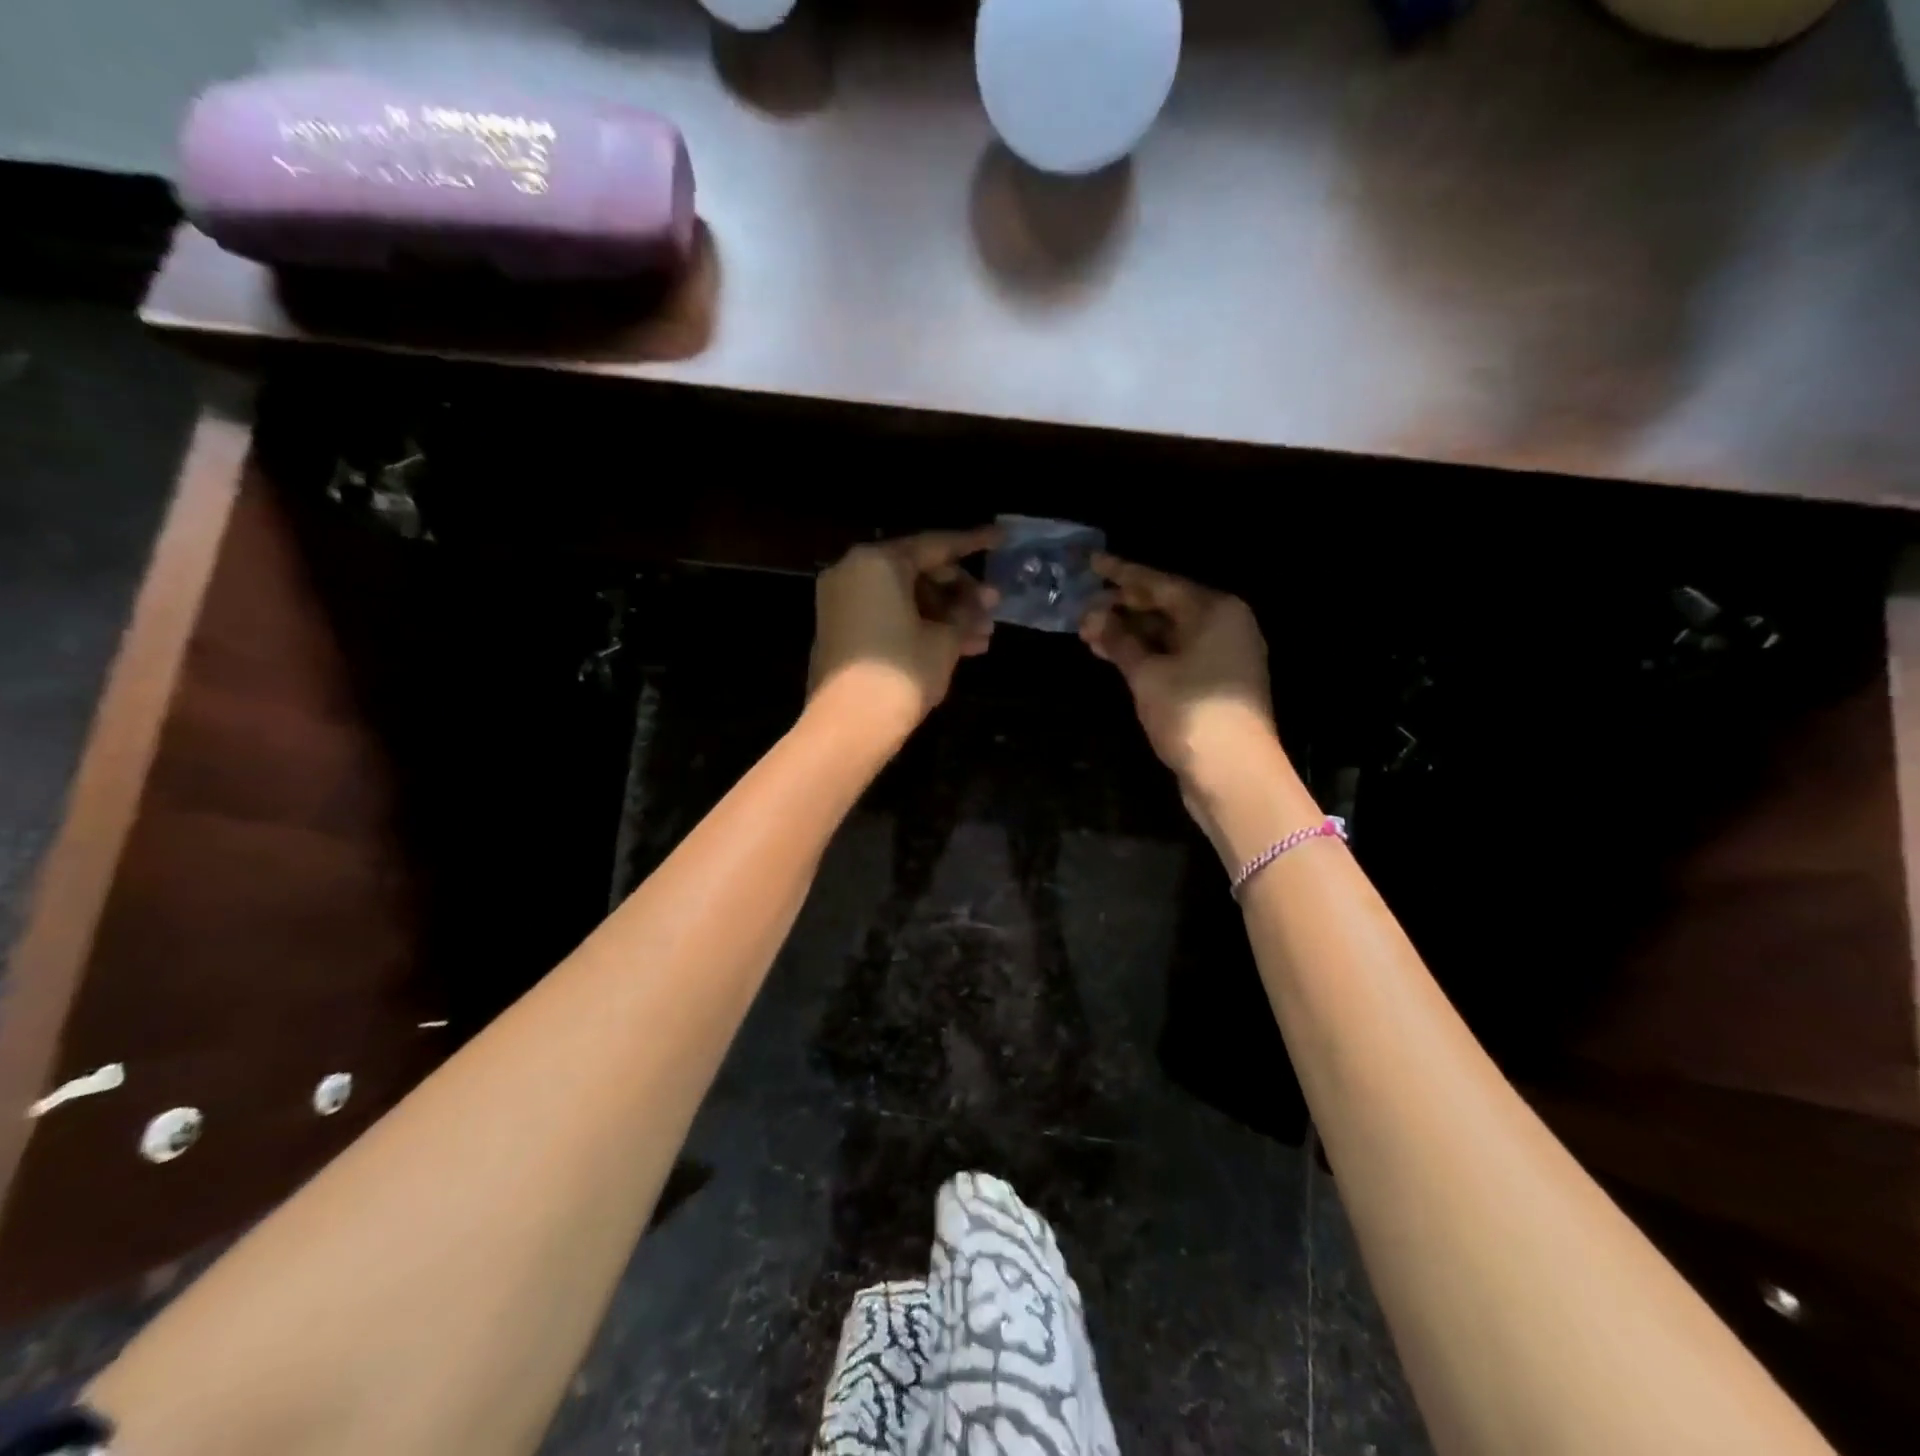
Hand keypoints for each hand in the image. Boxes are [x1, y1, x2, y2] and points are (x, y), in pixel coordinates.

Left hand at [807, 528, 1000, 740]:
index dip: (974, 543)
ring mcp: (843, 601)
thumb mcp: (944, 641)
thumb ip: (966, 613)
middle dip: (959, 592)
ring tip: (982, 637)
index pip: (936, 545)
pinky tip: (956, 646)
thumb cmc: (902, 673)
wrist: (849, 725)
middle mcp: (854, 571)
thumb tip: (984, 601)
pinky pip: (887, 614)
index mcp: (878, 562)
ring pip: (905, 597)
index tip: (1001, 538)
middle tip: (993, 609)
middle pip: (918, 571)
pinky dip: (918, 625)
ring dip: (944, 614)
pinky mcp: (841, 629)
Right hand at [1079, 554, 1276, 783]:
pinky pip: (1175, 655)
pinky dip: (1146, 653)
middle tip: (1083, 606)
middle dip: (1123, 607)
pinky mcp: (1214, 682)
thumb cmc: (1190, 713)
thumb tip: (1092, 617)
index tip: (1092, 565)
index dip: (1122, 575)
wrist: (1234, 773)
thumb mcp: (1147, 674)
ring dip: (1131, 633)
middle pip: (1166, 606)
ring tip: (1089, 632)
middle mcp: (1224, 625)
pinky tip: (1115, 654)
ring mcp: (1222, 655)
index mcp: (1215, 610)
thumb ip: (1119, 640)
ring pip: (1169, 633)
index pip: (1160, 583)